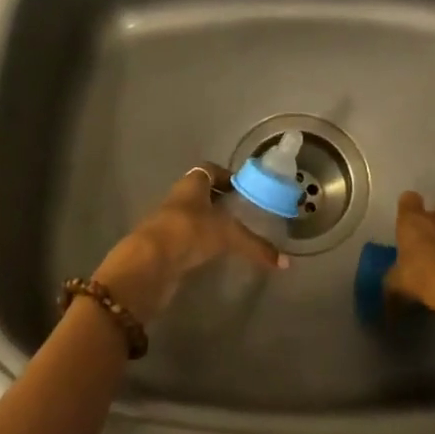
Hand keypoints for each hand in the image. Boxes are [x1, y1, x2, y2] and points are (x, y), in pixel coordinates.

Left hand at [93, 165, 285, 323]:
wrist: (149, 263)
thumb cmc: (189, 232)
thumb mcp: (227, 236)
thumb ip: (256, 247)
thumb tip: (285, 263)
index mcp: (192, 183)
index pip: (210, 170)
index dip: (227, 177)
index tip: (244, 189)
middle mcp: (179, 198)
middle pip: (201, 193)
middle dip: (220, 201)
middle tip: (243, 214)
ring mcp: (169, 222)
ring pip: (193, 216)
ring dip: (209, 224)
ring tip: (233, 237)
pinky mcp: (164, 246)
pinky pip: (187, 239)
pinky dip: (200, 244)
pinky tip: (214, 256)